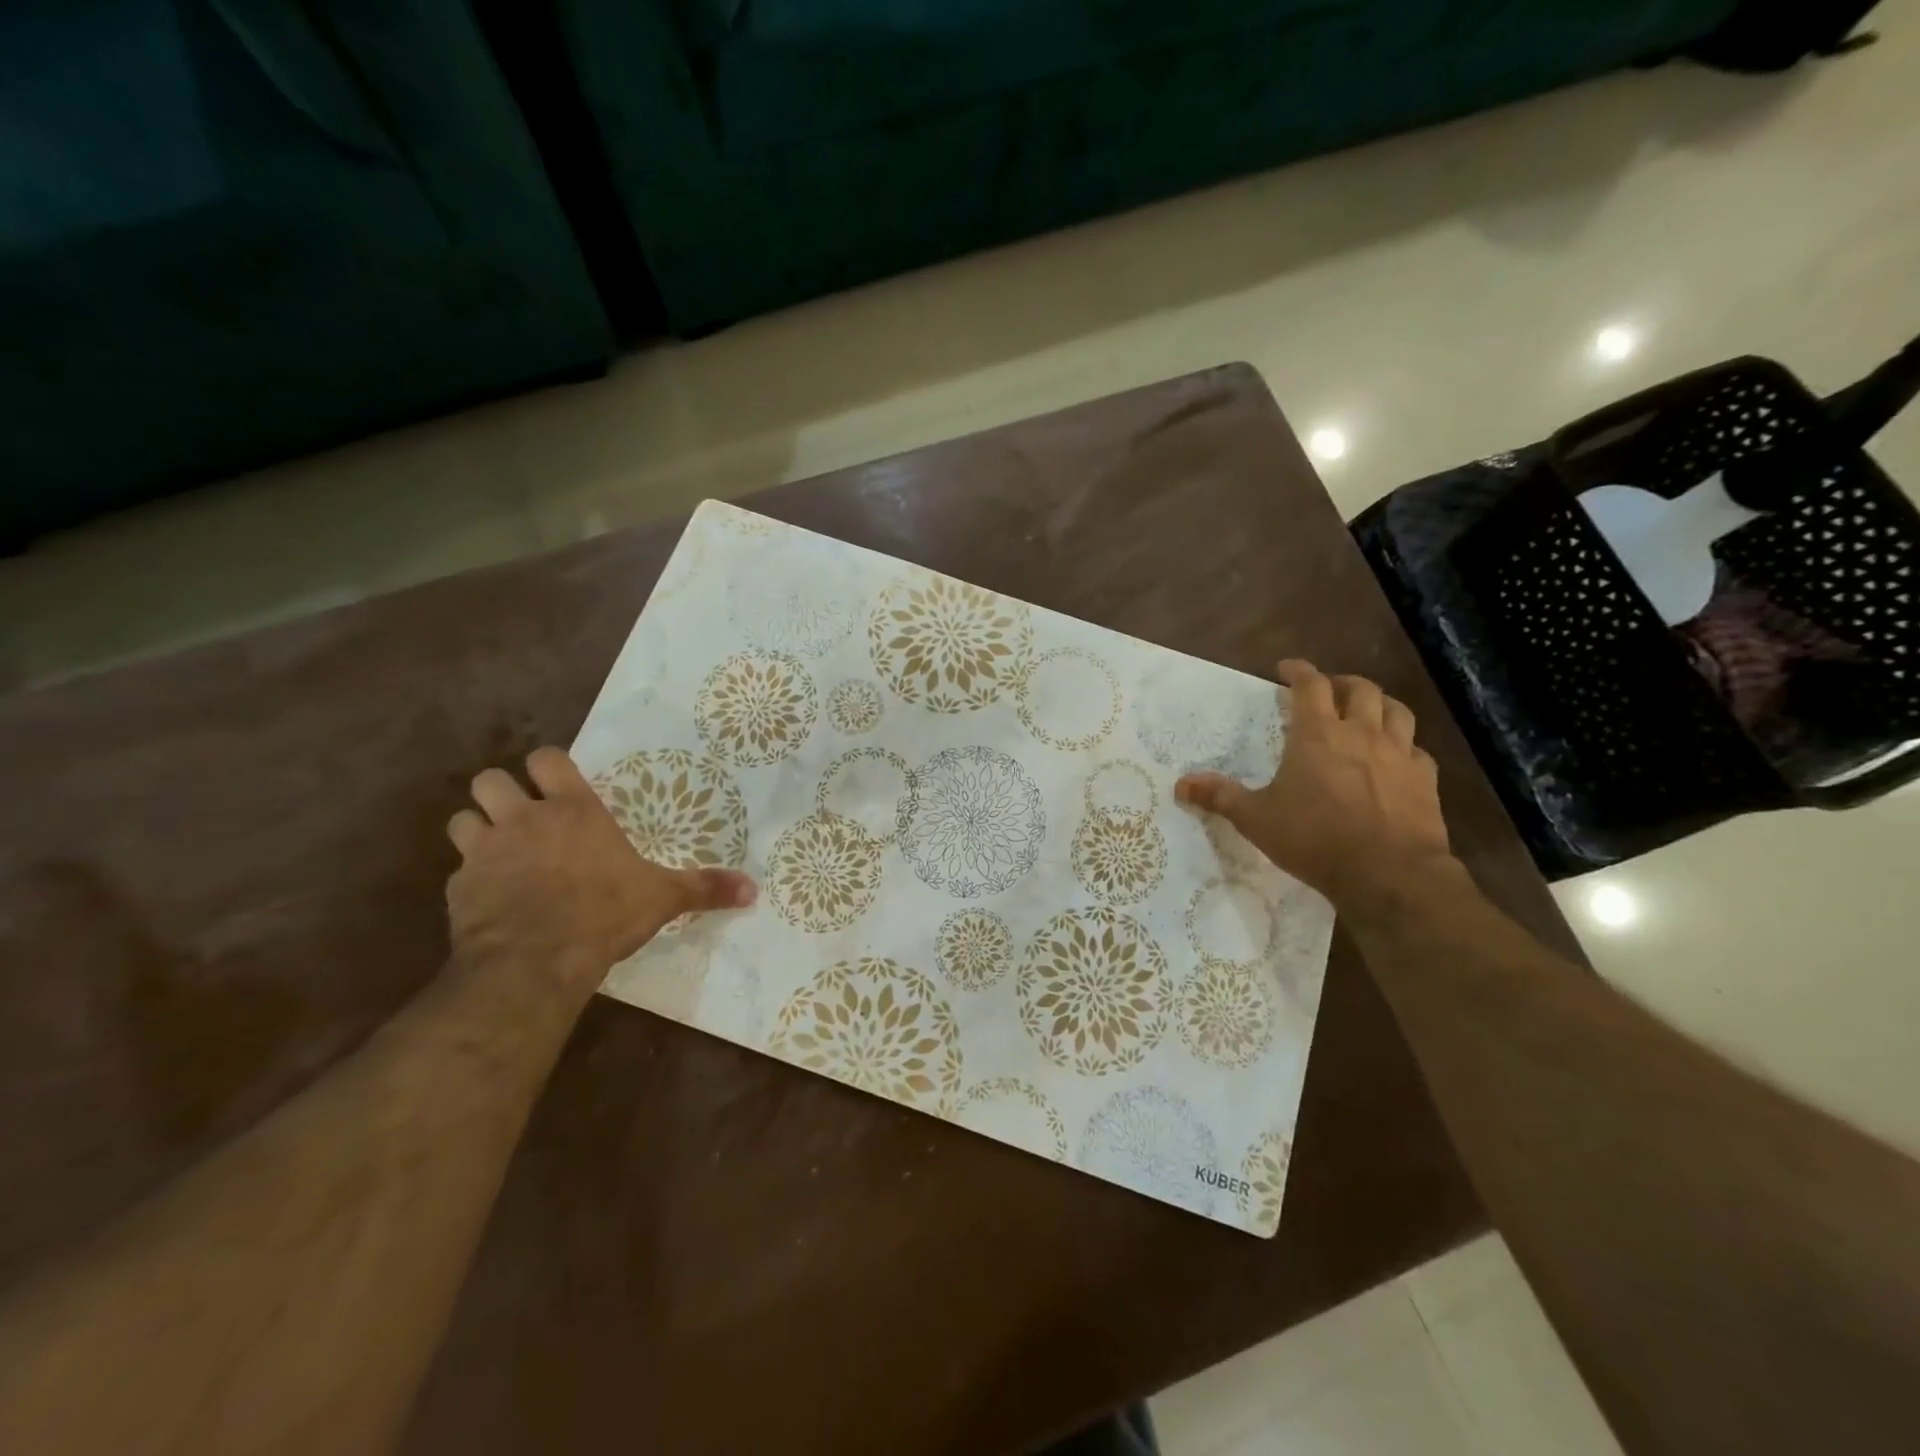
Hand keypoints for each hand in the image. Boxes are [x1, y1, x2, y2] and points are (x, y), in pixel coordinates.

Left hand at [445, 748, 755, 990]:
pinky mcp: (458, 889)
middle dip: (501, 792)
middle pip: (490, 780)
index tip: (560, 784)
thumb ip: (705, 888)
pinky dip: (471, 879)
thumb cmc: (604, 912)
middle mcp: (523, 819)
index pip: (546, 759)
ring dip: (477, 829)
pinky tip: (491, 900)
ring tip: (500, 851)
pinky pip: (457, 871)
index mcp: (573, 810)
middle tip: (524, 817)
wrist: (535, 961)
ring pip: (462, 819)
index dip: (549, 766)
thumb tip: (755, 890)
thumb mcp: (662, 897)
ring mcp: (484, 852)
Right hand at [1175, 660, 1454, 913]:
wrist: (1389, 873)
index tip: (1287, 667)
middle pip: (1360, 689)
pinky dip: (1404, 746)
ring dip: (1379, 704)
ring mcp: (1399, 755)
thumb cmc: (1315, 839)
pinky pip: (1417, 750)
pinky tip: (1396, 759)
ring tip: (1367, 712)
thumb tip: (1181, 784)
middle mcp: (1361, 733)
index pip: (1310, 685)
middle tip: (1328, 690)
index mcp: (1318, 734)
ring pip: (1396, 711)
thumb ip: (1220, 797)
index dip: (1298, 671)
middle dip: (1341, 683)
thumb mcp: (1256, 819)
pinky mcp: (1425, 780)